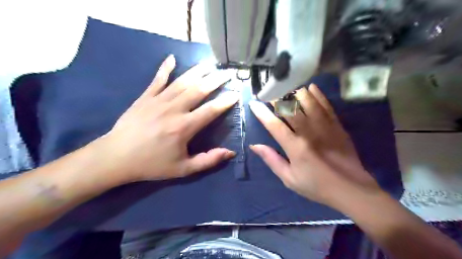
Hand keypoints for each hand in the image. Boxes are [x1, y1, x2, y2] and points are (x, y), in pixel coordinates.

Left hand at [100, 55, 237, 182]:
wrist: (116, 157)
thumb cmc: (152, 164)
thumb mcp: (183, 169)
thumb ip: (208, 160)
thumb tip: (230, 152)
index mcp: (184, 127)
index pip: (211, 110)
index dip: (225, 101)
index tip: (236, 94)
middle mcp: (174, 109)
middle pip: (199, 90)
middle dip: (216, 80)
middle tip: (227, 73)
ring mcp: (158, 100)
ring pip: (182, 81)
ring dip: (198, 71)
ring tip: (210, 63)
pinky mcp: (145, 97)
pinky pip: (157, 79)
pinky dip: (165, 68)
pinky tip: (172, 58)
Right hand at [249, 85, 378, 205]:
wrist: (351, 189)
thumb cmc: (316, 186)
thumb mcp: (289, 179)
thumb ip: (271, 160)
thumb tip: (254, 146)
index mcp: (295, 148)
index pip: (275, 125)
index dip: (262, 113)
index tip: (253, 103)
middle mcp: (309, 133)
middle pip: (291, 109)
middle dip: (278, 98)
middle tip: (270, 93)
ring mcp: (325, 127)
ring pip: (309, 102)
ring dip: (296, 93)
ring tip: (288, 90)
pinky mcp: (337, 125)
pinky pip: (326, 105)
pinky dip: (318, 94)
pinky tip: (311, 87)